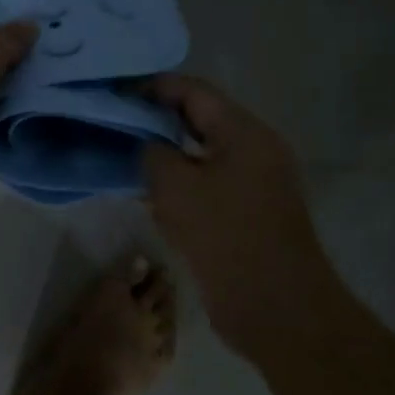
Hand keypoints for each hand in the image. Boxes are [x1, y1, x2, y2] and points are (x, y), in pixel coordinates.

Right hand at [141, 74, 331, 356]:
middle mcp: (256, 148)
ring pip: (205, 152)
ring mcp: (258, 181)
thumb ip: (153, 152)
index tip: (117, 95)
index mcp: (244, 132)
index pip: (193, 90)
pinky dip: (184, 181)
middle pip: (201, 118)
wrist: (276, 307)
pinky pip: (212, 181)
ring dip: (170, 153)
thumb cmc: (224, 235)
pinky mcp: (253, 211)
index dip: (153, 87)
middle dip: (159, 119)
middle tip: (119, 126)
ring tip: (130, 159)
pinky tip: (154, 195)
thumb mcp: (174, 186)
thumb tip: (150, 145)